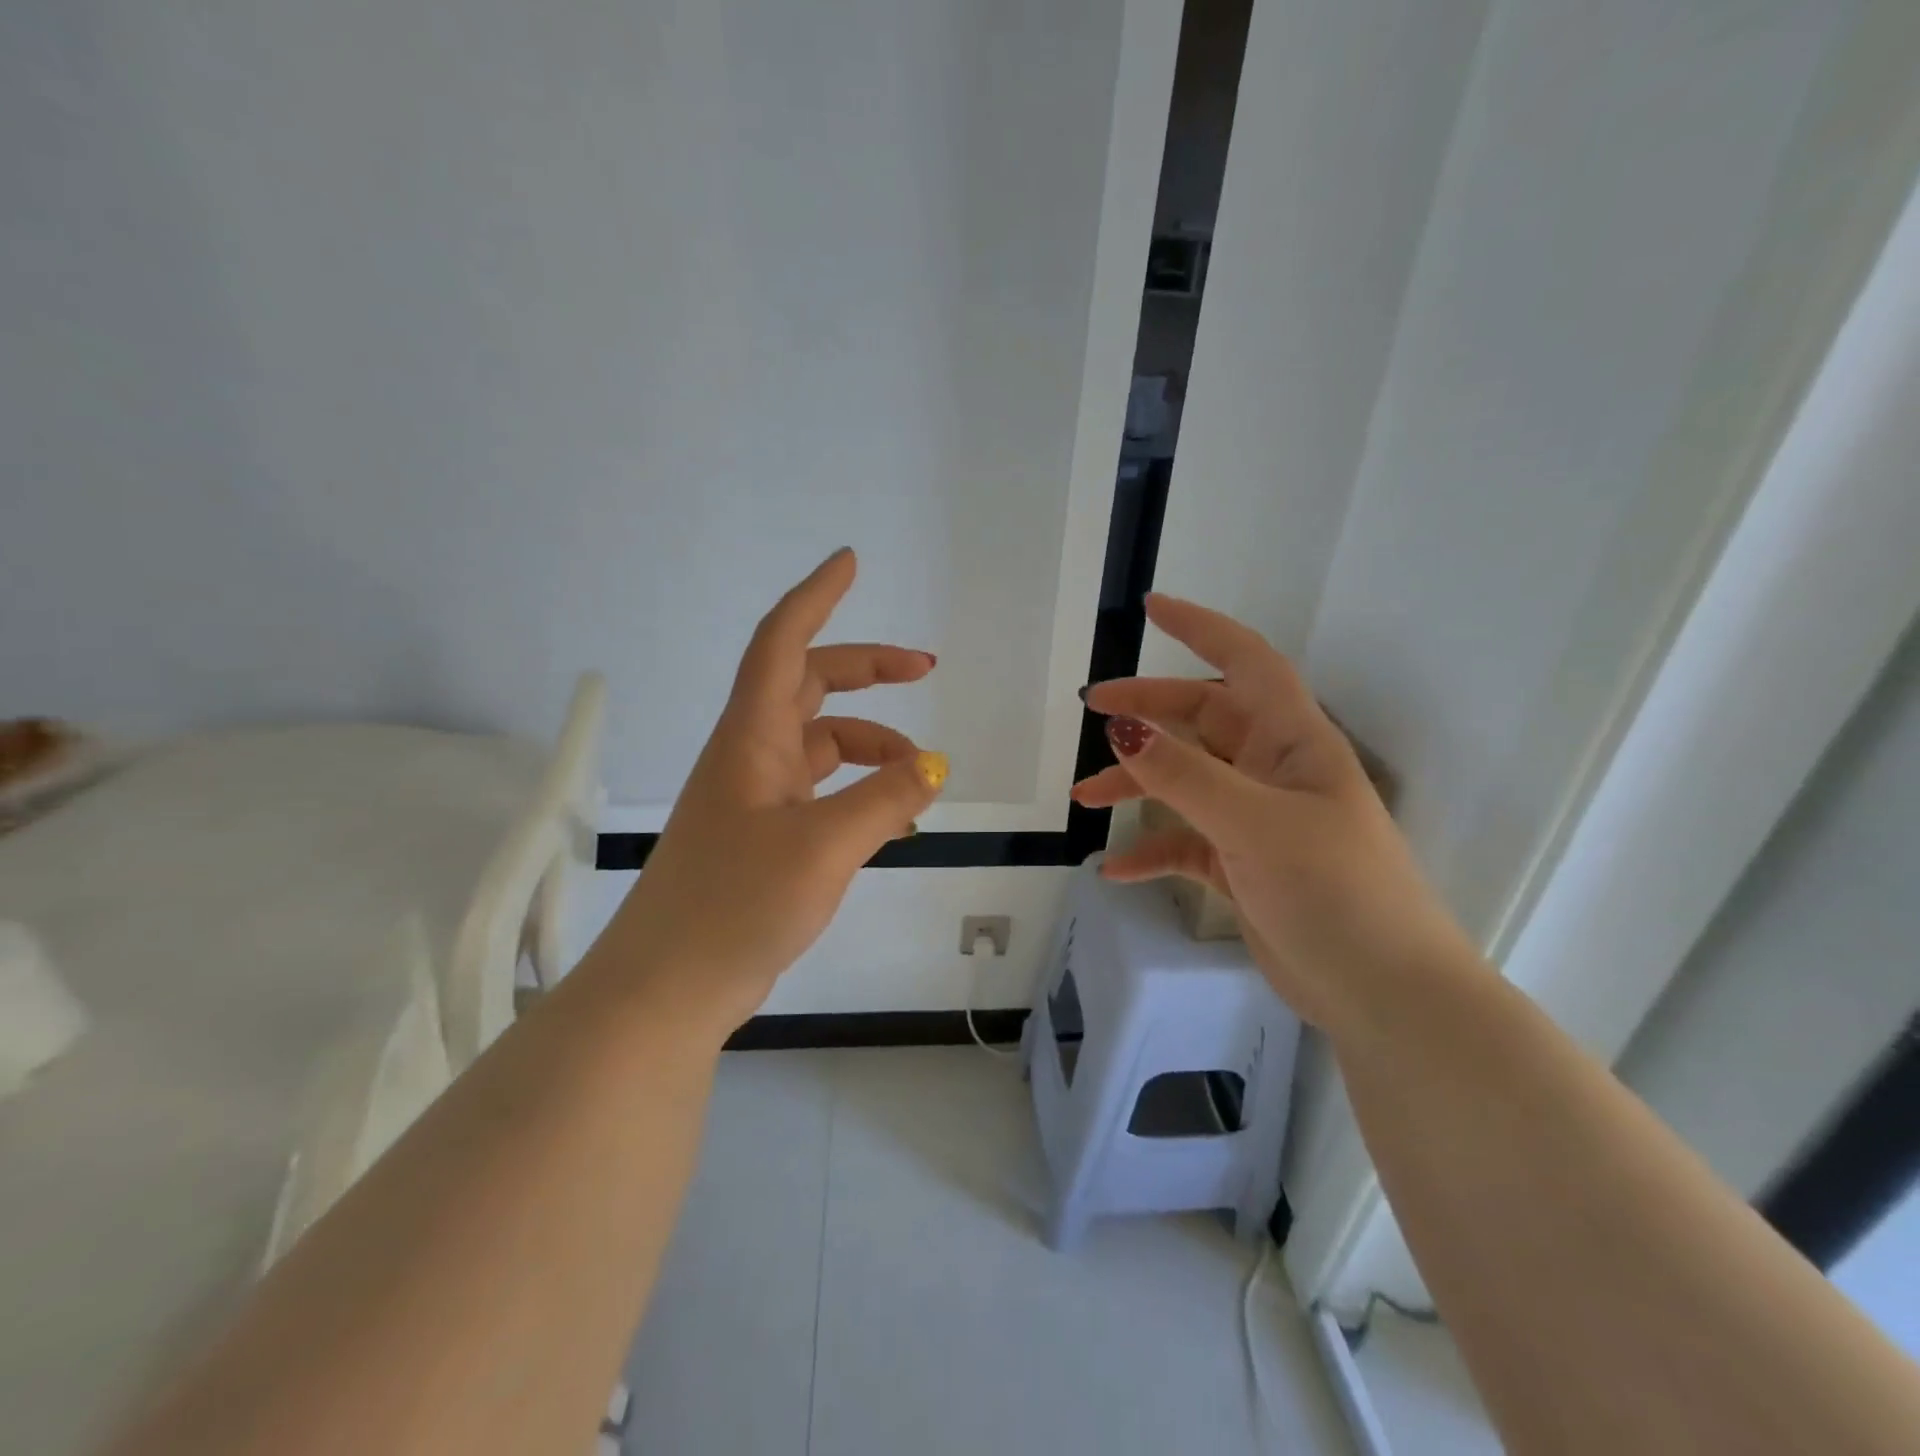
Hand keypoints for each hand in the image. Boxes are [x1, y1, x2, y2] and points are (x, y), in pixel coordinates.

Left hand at [610, 549, 947, 1032]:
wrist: (670, 987)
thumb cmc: (736, 903)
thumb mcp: (825, 846)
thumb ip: (885, 800)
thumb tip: (933, 767)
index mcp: (752, 738)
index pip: (782, 643)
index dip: (816, 597)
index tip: (849, 562)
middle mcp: (750, 755)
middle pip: (810, 686)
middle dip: (867, 670)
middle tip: (925, 670)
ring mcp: (754, 797)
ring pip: (821, 744)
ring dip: (873, 745)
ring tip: (922, 776)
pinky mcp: (762, 836)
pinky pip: (820, 789)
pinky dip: (858, 789)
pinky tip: (890, 815)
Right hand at [1073, 594, 1470, 1030]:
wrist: (1385, 994)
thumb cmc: (1335, 890)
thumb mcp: (1253, 824)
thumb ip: (1183, 775)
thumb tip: (1120, 726)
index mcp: (1292, 740)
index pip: (1245, 661)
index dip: (1201, 628)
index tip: (1151, 609)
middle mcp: (1273, 770)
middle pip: (1202, 719)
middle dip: (1148, 711)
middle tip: (1092, 710)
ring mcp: (1256, 818)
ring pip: (1184, 781)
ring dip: (1135, 785)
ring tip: (1083, 800)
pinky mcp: (1243, 865)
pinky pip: (1184, 842)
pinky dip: (1150, 850)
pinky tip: (1115, 870)